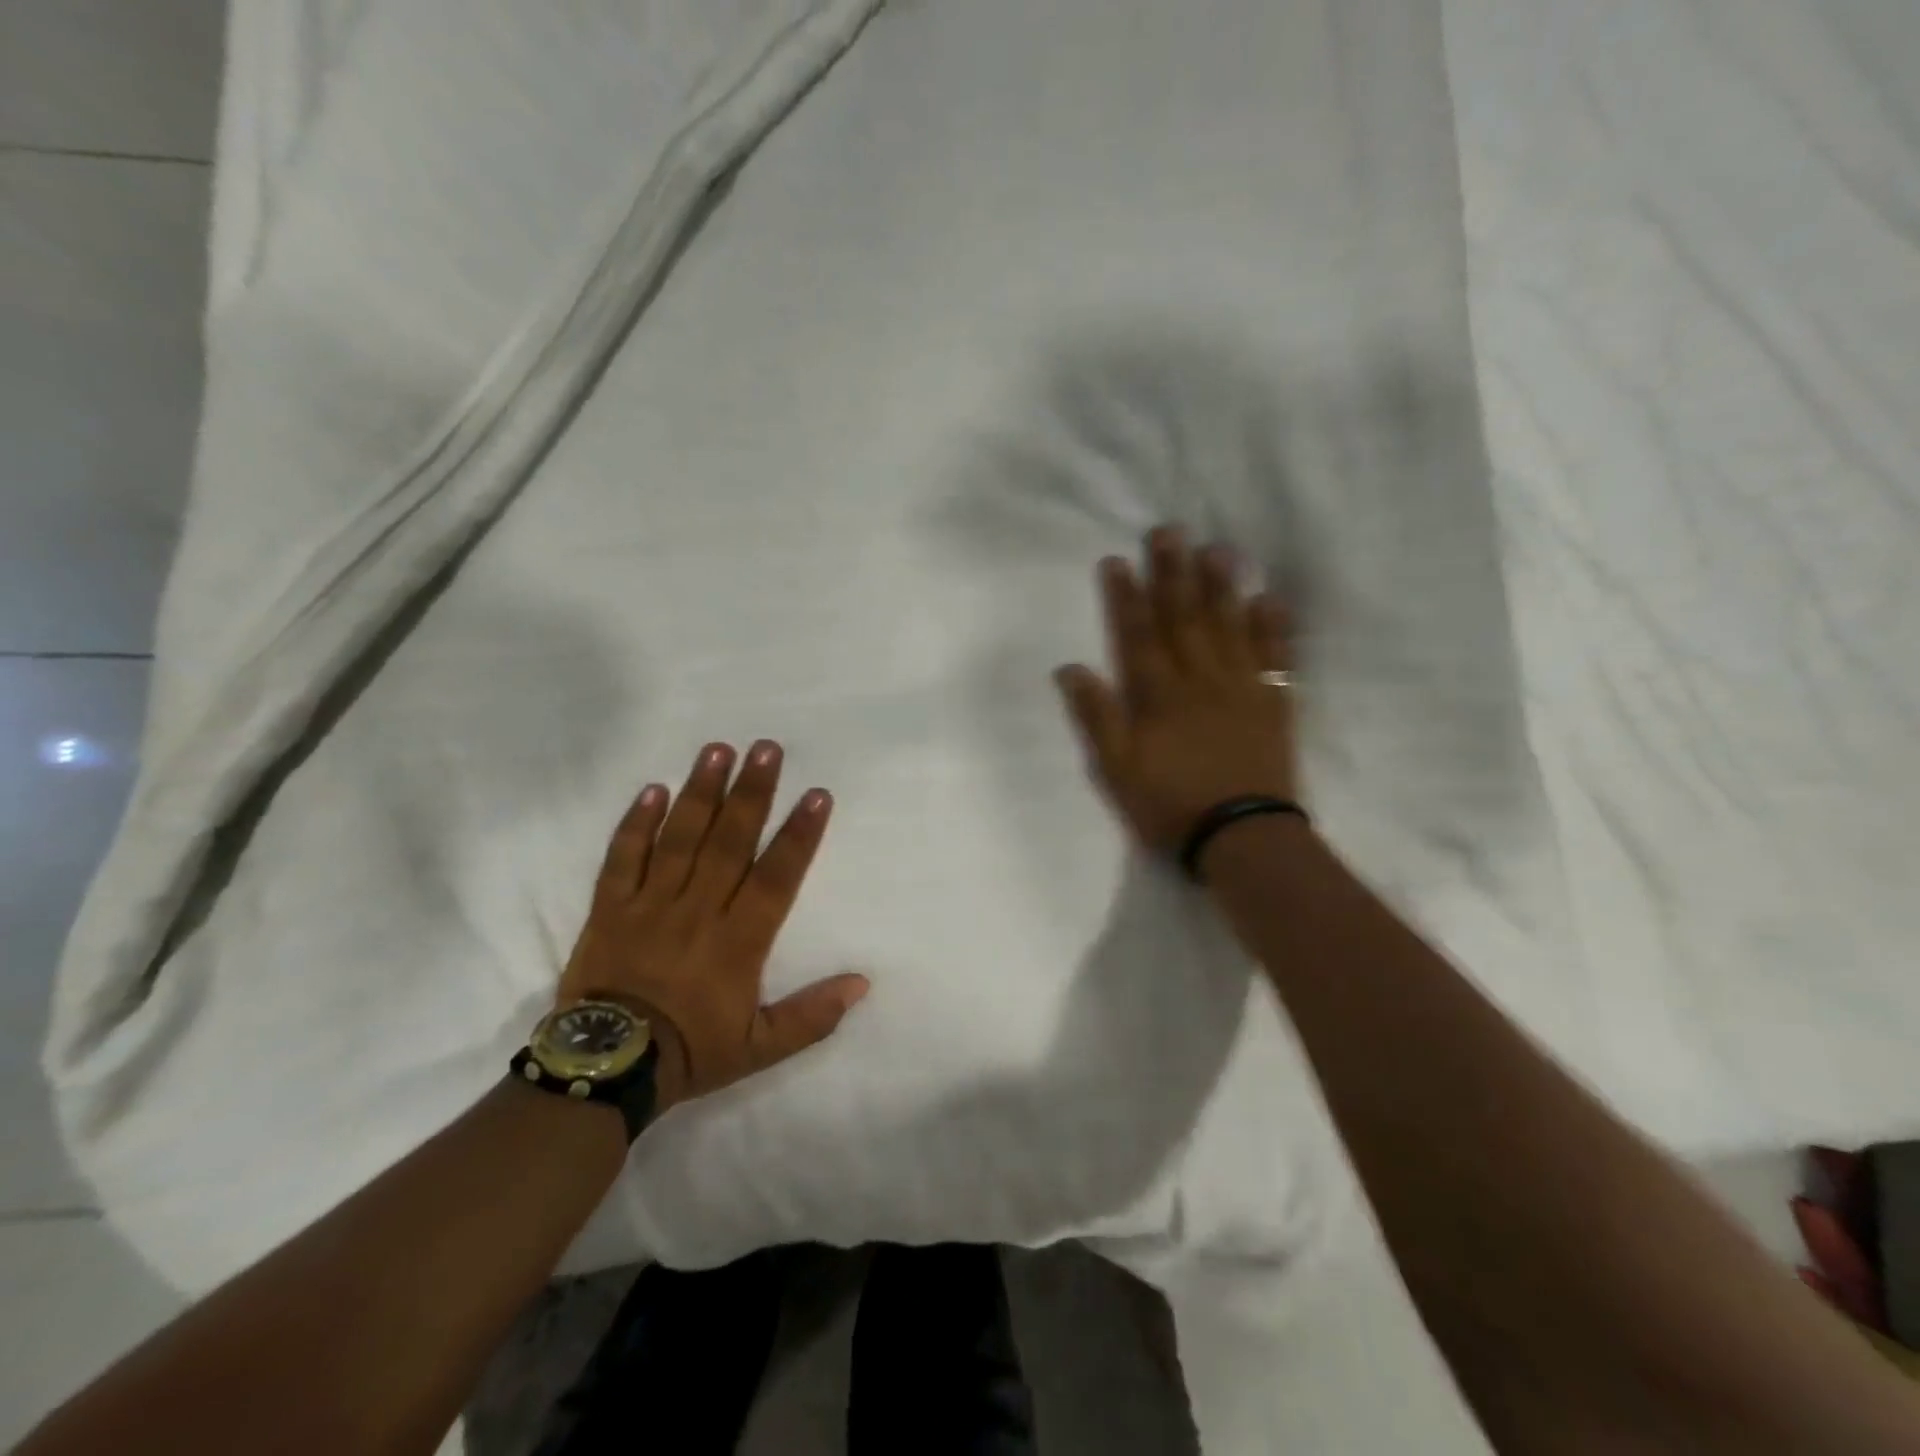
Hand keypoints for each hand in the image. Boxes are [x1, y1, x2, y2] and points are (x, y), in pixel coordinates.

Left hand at [558, 741, 868, 1113]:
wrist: (605, 1067)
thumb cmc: (689, 1052)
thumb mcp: (760, 1049)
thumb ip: (811, 1016)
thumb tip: (862, 984)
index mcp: (738, 941)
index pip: (776, 876)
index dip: (799, 834)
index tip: (816, 795)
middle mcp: (698, 910)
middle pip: (729, 841)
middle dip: (752, 792)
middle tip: (767, 748)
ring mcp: (650, 904)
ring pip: (680, 838)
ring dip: (701, 792)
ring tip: (718, 750)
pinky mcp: (610, 908)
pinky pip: (622, 858)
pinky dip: (636, 823)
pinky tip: (653, 788)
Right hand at [1054, 524, 1298, 854]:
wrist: (1242, 837)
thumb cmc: (1170, 805)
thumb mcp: (1116, 770)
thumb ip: (1096, 717)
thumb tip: (1071, 669)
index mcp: (1158, 696)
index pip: (1137, 636)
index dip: (1125, 598)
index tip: (1118, 561)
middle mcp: (1199, 681)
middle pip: (1182, 619)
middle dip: (1172, 574)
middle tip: (1169, 530)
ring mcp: (1240, 688)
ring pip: (1228, 627)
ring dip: (1220, 587)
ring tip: (1216, 548)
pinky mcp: (1273, 704)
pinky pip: (1274, 657)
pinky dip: (1272, 627)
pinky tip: (1268, 598)